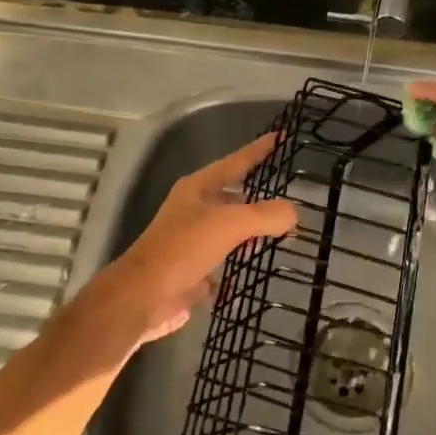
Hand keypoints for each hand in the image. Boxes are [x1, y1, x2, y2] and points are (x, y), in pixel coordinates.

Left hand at [84, 132, 297, 346]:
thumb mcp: (229, 224)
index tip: (281, 137)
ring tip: (283, 235)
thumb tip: (293, 214)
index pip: (237, 161)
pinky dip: (240, 265)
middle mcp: (195, 210)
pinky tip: (258, 270)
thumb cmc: (183, 249)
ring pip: (231, 230)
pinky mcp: (193, 270)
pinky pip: (224, 262)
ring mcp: (193, 241)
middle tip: (290, 199)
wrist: (142, 298)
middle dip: (261, 198)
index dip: (259, 149)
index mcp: (199, 188)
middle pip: (234, 197)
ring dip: (253, 233)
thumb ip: (265, 215)